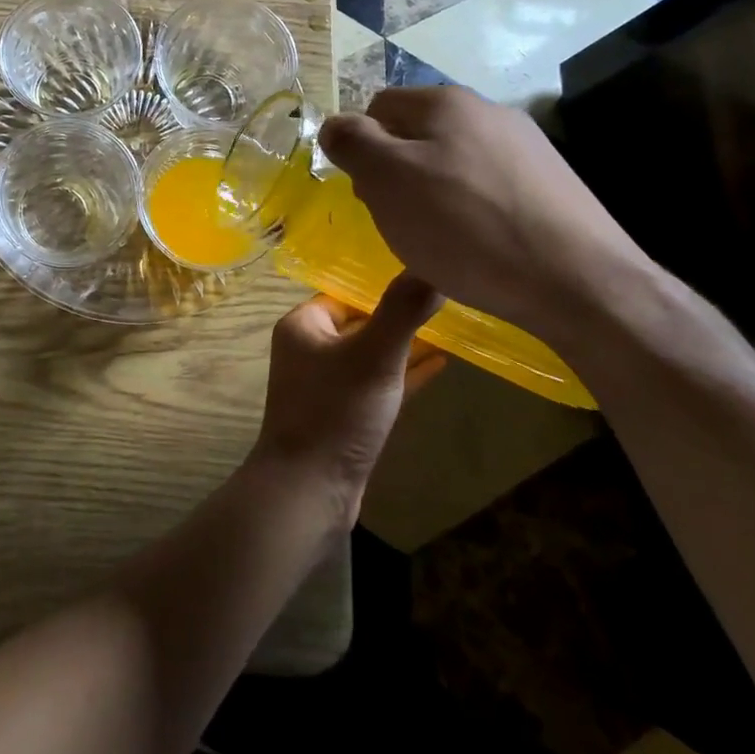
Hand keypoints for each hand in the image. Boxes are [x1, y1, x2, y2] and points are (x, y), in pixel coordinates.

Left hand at [251, 275, 446, 521]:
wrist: (310, 488)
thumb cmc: (337, 411)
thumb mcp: (374, 355)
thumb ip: (402, 310)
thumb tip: (431, 265)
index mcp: (304, 325)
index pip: (347, 292)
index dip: (384, 286)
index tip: (427, 276)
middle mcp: (309, 349)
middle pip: (361, 321)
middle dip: (399, 314)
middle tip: (447, 299)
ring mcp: (325, 384)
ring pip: (371, 354)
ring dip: (405, 344)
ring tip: (451, 326)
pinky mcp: (343, 414)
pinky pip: (377, 383)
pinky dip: (404, 374)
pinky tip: (440, 364)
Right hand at [317, 87, 652, 343]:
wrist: (579, 282)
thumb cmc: (466, 227)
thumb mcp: (387, 180)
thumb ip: (352, 143)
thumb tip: (334, 125)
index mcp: (445, 102)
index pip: (377, 108)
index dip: (361, 149)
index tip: (368, 194)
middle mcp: (488, 111)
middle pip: (415, 135)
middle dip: (395, 173)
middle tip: (399, 220)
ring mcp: (525, 146)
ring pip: (450, 163)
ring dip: (430, 194)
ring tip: (439, 240)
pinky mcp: (549, 184)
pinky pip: (486, 187)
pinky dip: (469, 211)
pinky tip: (478, 245)